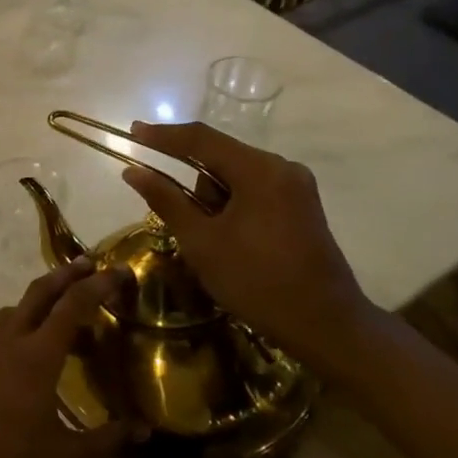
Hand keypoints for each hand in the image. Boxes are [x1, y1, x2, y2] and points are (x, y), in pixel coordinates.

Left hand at [0, 258, 130, 457]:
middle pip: (39, 292)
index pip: (73, 305)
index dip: (98, 285)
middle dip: (65, 274)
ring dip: (38, 303)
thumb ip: (106, 441)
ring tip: (57, 319)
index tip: (118, 271)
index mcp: (37, 354)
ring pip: (14, 310)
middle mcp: (8, 338)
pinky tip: (19, 354)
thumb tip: (144, 430)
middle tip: (87, 264)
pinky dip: (15, 326)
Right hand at [121, 121, 393, 384]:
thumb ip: (166, 200)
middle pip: (220, 158)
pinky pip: (253, 192)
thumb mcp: (202, 242)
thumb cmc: (257, 282)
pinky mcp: (300, 206)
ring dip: (214, 202)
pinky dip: (232, 208)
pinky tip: (231, 240)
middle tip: (186, 227)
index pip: (201, 139)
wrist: (326, 325)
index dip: (162, 135)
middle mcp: (282, 168)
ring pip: (236, 178)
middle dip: (194, 187)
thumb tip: (133, 171)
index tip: (132, 132)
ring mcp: (295, 186)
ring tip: (215, 246)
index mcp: (260, 170)